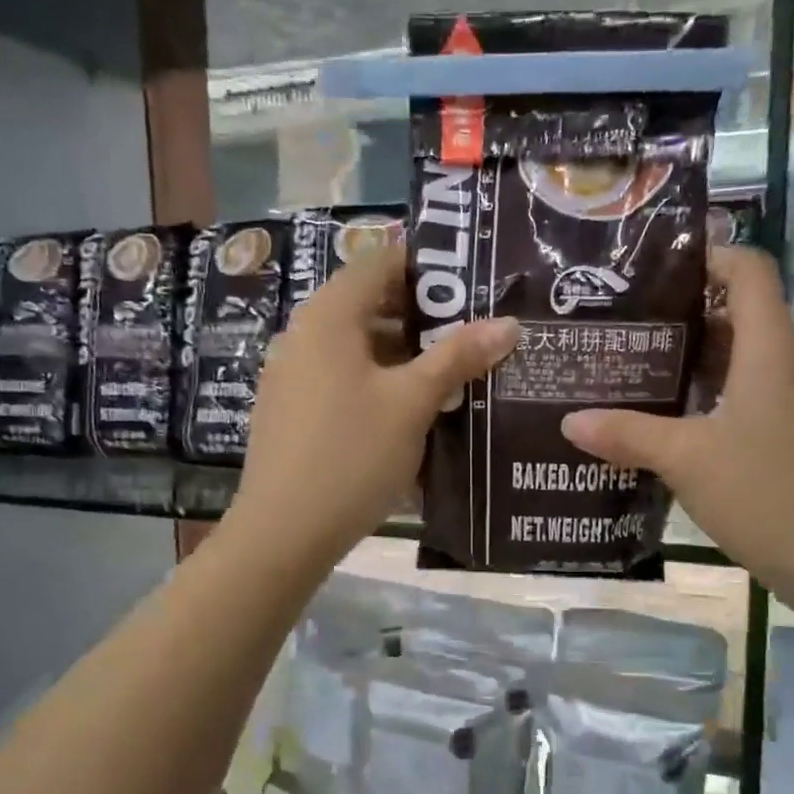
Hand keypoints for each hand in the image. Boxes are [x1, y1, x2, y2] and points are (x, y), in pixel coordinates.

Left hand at [230, 246, 519, 574]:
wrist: (284, 531)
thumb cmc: (353, 454)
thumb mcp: (413, 403)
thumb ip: (458, 357)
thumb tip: (509, 322)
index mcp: (328, 316)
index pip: (378, 262)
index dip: (424, 266)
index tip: (468, 284)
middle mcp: (303, 335)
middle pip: (367, 304)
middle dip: (421, 316)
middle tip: (470, 333)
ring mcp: (291, 375)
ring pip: (356, 347)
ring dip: (401, 355)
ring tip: (449, 376)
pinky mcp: (290, 411)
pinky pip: (340, 378)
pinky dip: (375, 382)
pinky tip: (407, 413)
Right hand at [561, 246, 793, 601]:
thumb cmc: (765, 494)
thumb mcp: (685, 460)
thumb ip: (627, 434)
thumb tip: (569, 420)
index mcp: (769, 353)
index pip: (750, 271)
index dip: (710, 256)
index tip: (657, 268)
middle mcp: (787, 368)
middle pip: (742, 314)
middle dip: (686, 312)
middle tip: (628, 322)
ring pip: (744, 359)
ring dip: (696, 357)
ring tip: (638, 366)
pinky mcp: (793, 436)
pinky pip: (749, 395)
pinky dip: (711, 393)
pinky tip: (672, 419)